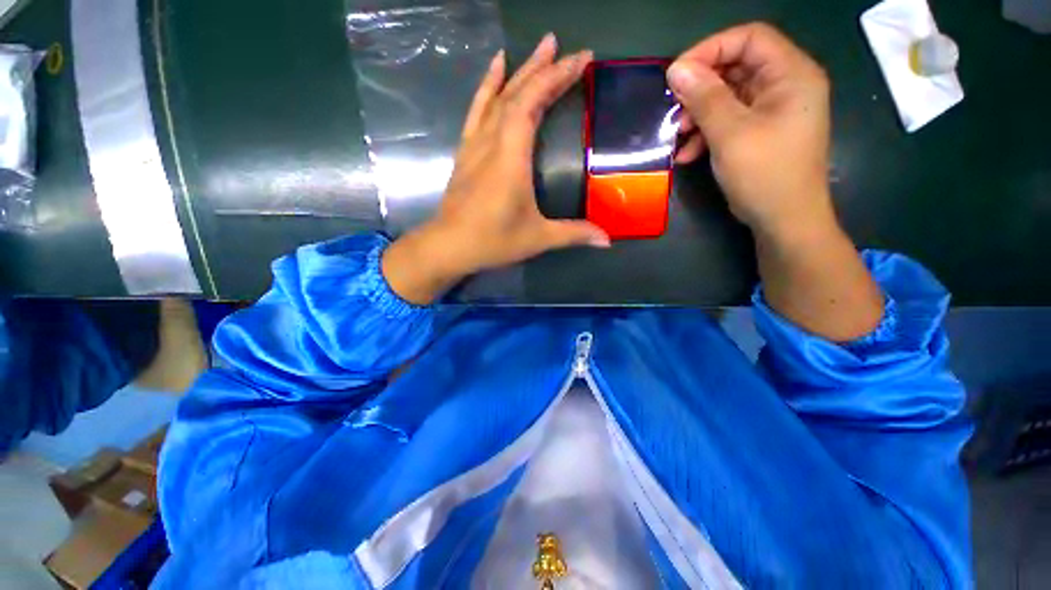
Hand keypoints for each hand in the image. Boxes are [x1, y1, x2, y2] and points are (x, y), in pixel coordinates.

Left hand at [383, 34, 608, 304]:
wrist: (449, 246)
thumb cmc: (493, 241)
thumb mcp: (537, 238)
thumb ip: (574, 234)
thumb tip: (607, 240)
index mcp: (511, 158)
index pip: (532, 104)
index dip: (556, 77)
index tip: (581, 59)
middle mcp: (492, 143)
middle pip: (516, 95)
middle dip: (543, 69)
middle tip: (567, 48)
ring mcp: (475, 145)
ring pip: (497, 98)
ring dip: (519, 71)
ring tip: (538, 48)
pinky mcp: (465, 152)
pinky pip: (477, 111)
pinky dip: (487, 87)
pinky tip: (495, 70)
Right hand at [667, 23, 834, 241]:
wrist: (784, 221)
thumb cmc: (764, 174)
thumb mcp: (730, 134)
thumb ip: (704, 98)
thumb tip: (676, 70)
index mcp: (791, 74)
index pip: (749, 39)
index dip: (711, 49)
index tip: (677, 74)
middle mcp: (785, 85)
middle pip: (737, 67)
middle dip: (701, 89)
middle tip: (674, 110)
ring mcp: (773, 111)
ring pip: (729, 96)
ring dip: (699, 115)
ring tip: (678, 137)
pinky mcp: (761, 132)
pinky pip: (730, 120)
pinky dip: (707, 133)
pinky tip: (688, 153)